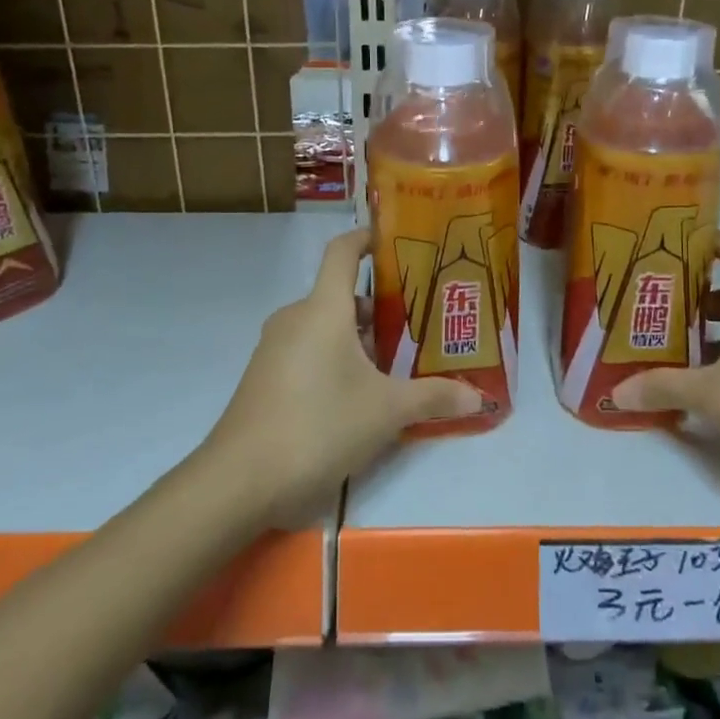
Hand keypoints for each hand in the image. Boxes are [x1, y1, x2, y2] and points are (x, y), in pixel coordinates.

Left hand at [201, 228, 479, 526]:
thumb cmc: (319, 426)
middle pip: (341, 296)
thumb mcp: (386, 412)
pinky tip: (359, 397)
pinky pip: (308, 352)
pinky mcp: (265, 378)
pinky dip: (335, 360)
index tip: (395, 242)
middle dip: (380, 310)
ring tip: (397, 366)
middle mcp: (295, 318)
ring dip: (359, 340)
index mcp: (322, 309)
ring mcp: (275, 349)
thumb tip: (479, 396)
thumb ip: (434, 398)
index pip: (343, 252)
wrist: (239, 480)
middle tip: (419, 328)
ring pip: (325, 328)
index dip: (367, 239)